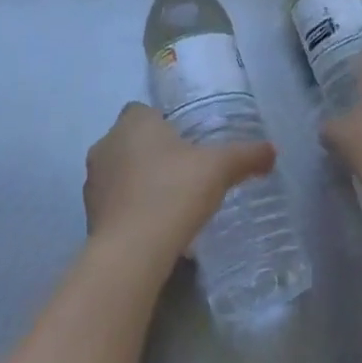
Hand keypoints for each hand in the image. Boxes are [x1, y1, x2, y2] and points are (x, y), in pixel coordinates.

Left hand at [84, 103, 276, 262]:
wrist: (132, 252)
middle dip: (153, 153)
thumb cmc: (174, 192)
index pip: (144, 110)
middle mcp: (107, 143)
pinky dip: (130, 209)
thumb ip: (246, 156)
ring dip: (138, 181)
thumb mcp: (219, 169)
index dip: (163, 124)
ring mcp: (93, 181)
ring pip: (120, 171)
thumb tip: (272, 150)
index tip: (186, 144)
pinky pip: (114, 202)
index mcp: (133, 122)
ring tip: (170, 202)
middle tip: (184, 173)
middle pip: (131, 140)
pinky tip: (154, 226)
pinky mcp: (89, 214)